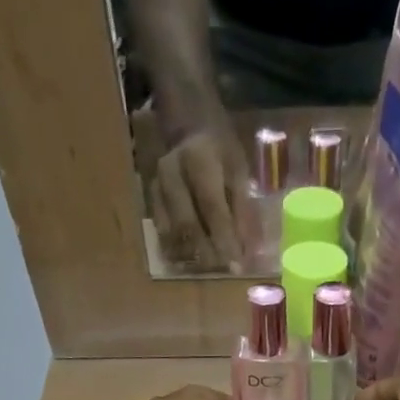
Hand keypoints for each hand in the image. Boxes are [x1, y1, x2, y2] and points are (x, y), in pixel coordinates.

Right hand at [151, 125, 253, 272]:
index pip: (211, 207)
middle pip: (187, 224)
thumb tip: (249, 249)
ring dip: (192, 255)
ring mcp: (156, 188)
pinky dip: (178, 250)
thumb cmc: (220, 150)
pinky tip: (193, 261)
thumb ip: (243, 208)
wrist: (187, 128)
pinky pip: (162, 232)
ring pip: (171, 232)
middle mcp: (171, 173)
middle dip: (208, 253)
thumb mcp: (238, 169)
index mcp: (197, 159)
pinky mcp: (150, 201)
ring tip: (211, 269)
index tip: (237, 265)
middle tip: (224, 271)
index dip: (224, 238)